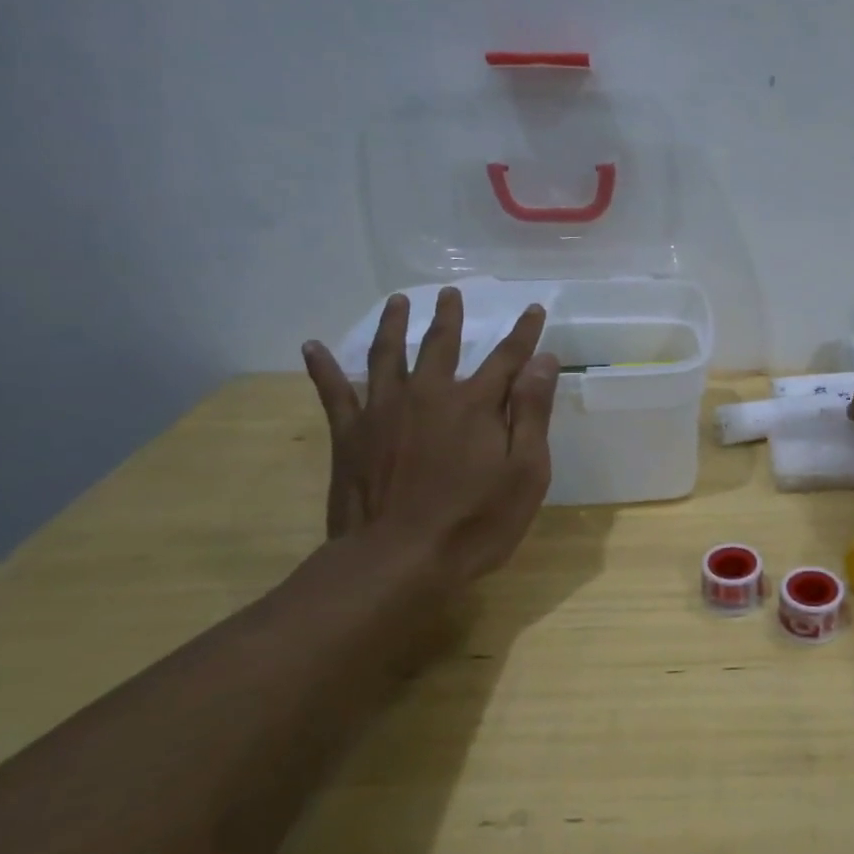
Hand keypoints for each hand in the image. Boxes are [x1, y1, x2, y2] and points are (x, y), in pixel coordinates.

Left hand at [301, 289, 559, 594]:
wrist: (397, 560)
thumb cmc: (475, 522)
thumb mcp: (525, 472)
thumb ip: (531, 413)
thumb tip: (543, 361)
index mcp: (476, 404)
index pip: (508, 358)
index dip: (524, 333)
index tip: (533, 308)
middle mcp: (429, 394)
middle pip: (442, 345)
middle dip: (450, 317)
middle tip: (451, 293)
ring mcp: (384, 411)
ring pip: (388, 355)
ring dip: (394, 325)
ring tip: (397, 301)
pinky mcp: (351, 434)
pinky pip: (333, 392)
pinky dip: (322, 368)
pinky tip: (311, 346)